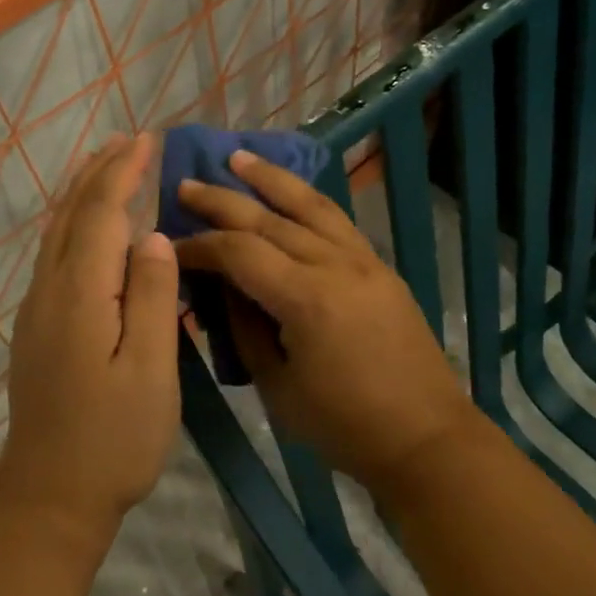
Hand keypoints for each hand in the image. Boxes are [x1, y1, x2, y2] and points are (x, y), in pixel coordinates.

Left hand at [0, 134, 181, 545]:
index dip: (122, 174)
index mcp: (80, 294)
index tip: (145, 140)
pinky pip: (53, 255)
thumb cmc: (114, 438)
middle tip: (127, 141)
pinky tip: (88, 229)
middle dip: (98, 173)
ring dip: (81, 194)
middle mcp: (49, 291)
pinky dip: (73, 224)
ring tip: (105, 167)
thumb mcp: (149, 369)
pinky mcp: (37, 329)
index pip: (100, 215)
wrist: (50, 497)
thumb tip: (152, 236)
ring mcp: (37, 310)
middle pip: (70, 215)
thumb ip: (151, 297)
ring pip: (56, 234)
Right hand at [174, 151, 473, 492]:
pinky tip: (290, 190)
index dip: (199, 246)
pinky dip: (307, 198)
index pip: (238, 252)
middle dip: (222, 201)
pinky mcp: (378, 266)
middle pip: (268, 219)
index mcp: (306, 299)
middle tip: (185, 184)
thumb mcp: (277, 387)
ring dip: (270, 179)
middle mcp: (335, 265)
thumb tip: (222, 287)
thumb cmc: (344, 426)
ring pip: (309, 205)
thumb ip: (245, 329)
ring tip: (238, 158)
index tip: (169, 246)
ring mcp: (362, 260)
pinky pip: (336, 219)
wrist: (426, 438)